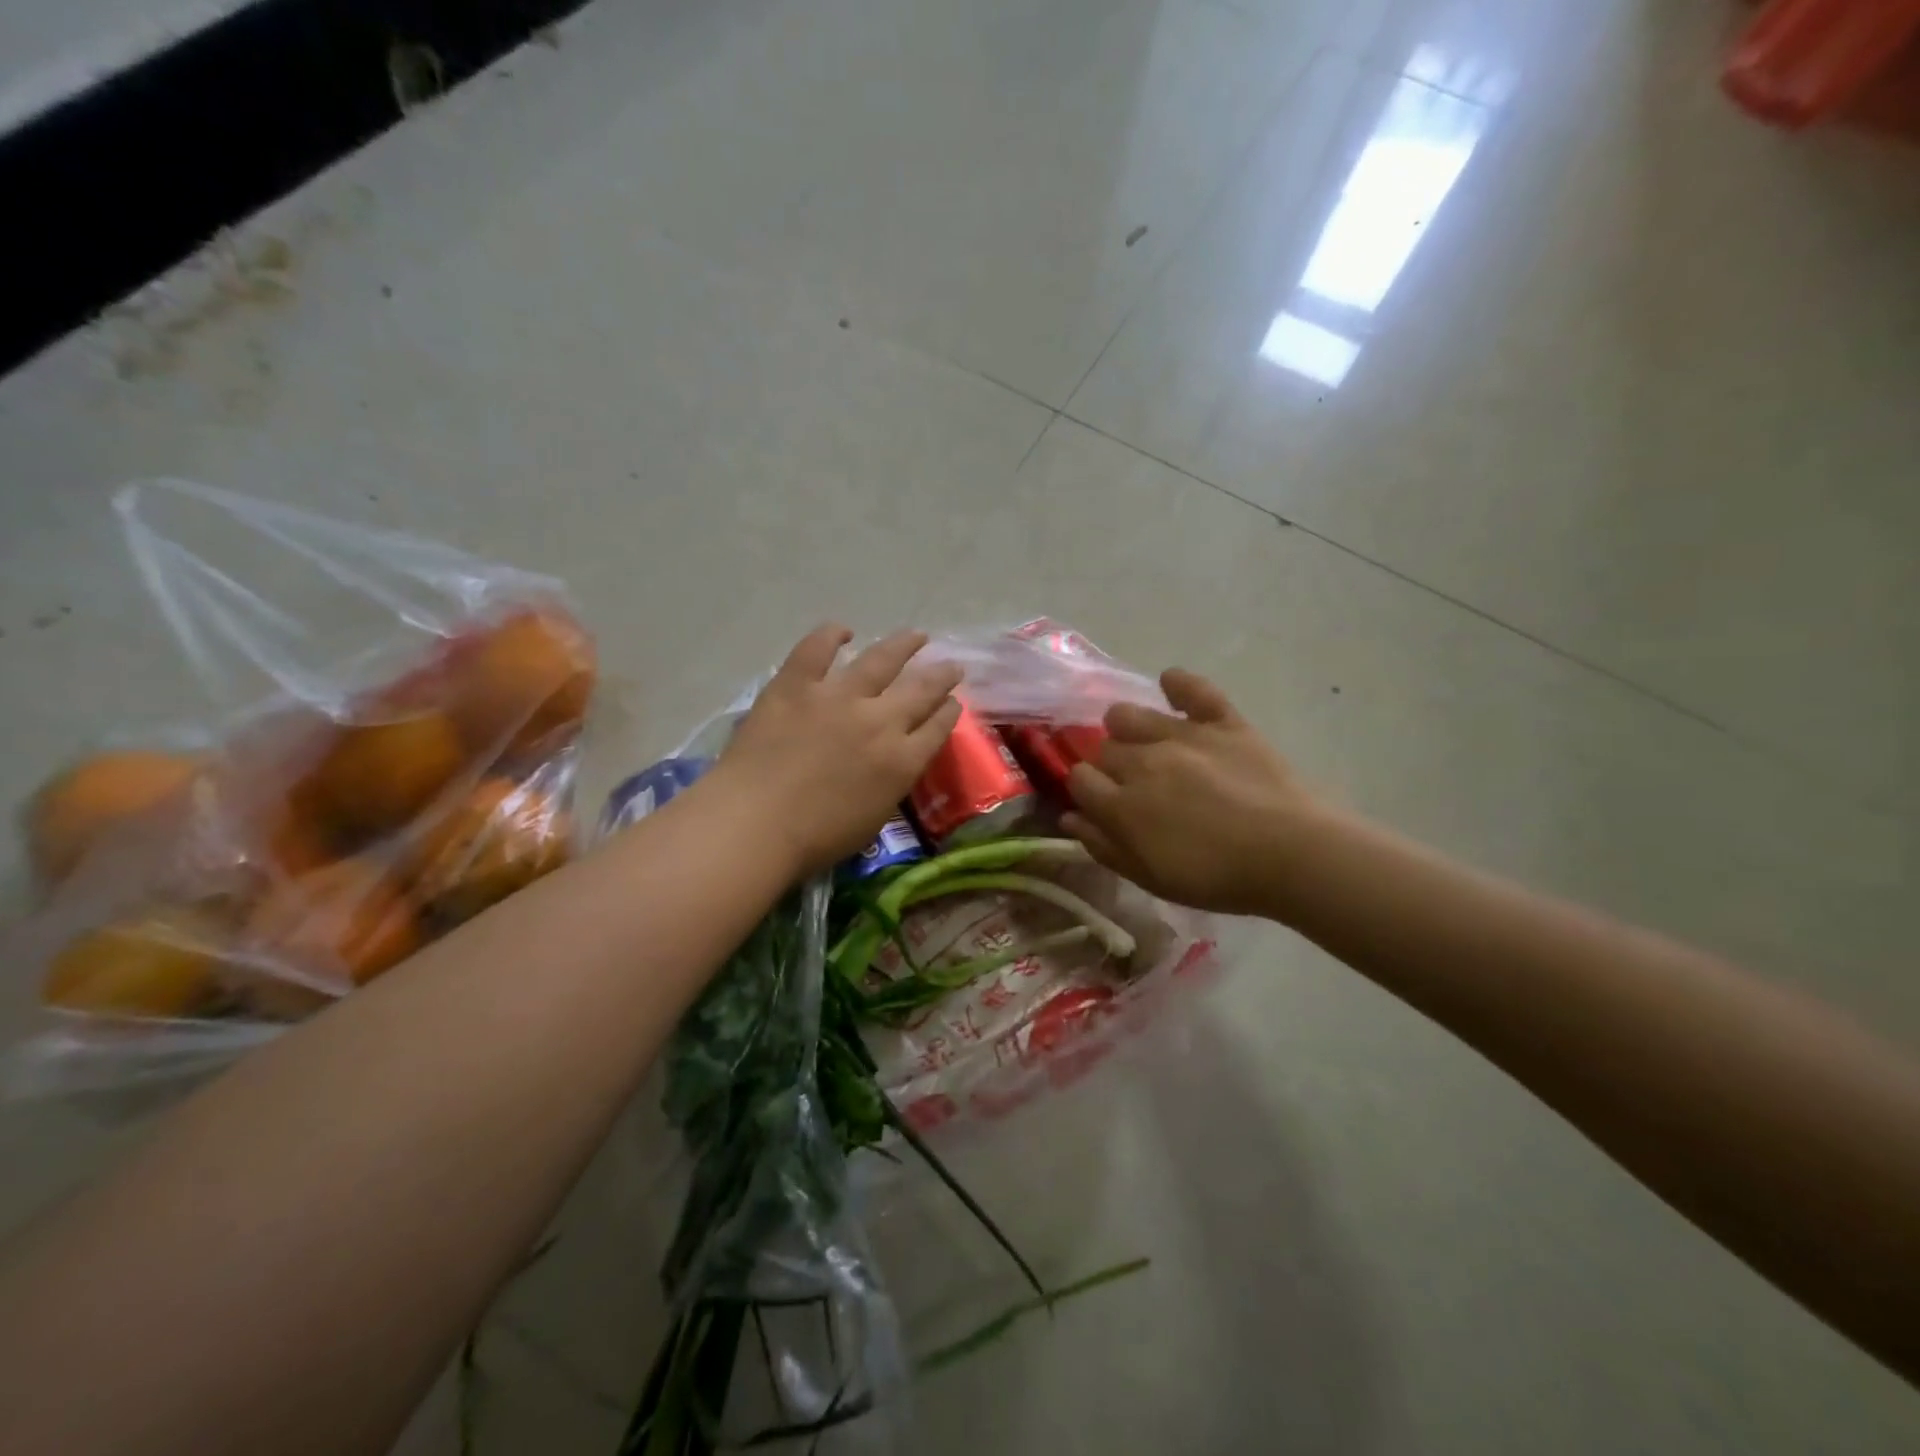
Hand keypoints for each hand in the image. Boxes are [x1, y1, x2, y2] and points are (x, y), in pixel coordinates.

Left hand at [715, 625, 961, 878]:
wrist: (755, 824)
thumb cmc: (815, 838)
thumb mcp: (873, 819)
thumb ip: (891, 783)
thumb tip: (894, 762)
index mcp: (902, 760)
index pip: (938, 726)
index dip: (949, 710)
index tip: (953, 701)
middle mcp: (880, 720)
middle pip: (922, 688)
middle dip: (942, 675)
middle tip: (951, 664)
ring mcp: (839, 696)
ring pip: (882, 659)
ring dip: (904, 645)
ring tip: (916, 636)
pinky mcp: (797, 683)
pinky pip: (818, 648)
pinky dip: (832, 635)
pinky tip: (843, 631)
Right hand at [1063, 670, 1319, 916]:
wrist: (1291, 855)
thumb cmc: (1217, 878)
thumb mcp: (1150, 878)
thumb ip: (1104, 847)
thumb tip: (1069, 818)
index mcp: (1122, 804)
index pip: (1079, 780)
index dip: (1086, 790)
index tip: (1102, 803)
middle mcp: (1143, 761)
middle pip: (1104, 749)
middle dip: (1109, 765)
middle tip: (1133, 785)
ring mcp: (1183, 736)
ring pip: (1130, 715)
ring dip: (1126, 727)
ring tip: (1145, 743)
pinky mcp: (1223, 722)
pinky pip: (1193, 689)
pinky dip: (1179, 683)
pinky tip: (1170, 685)